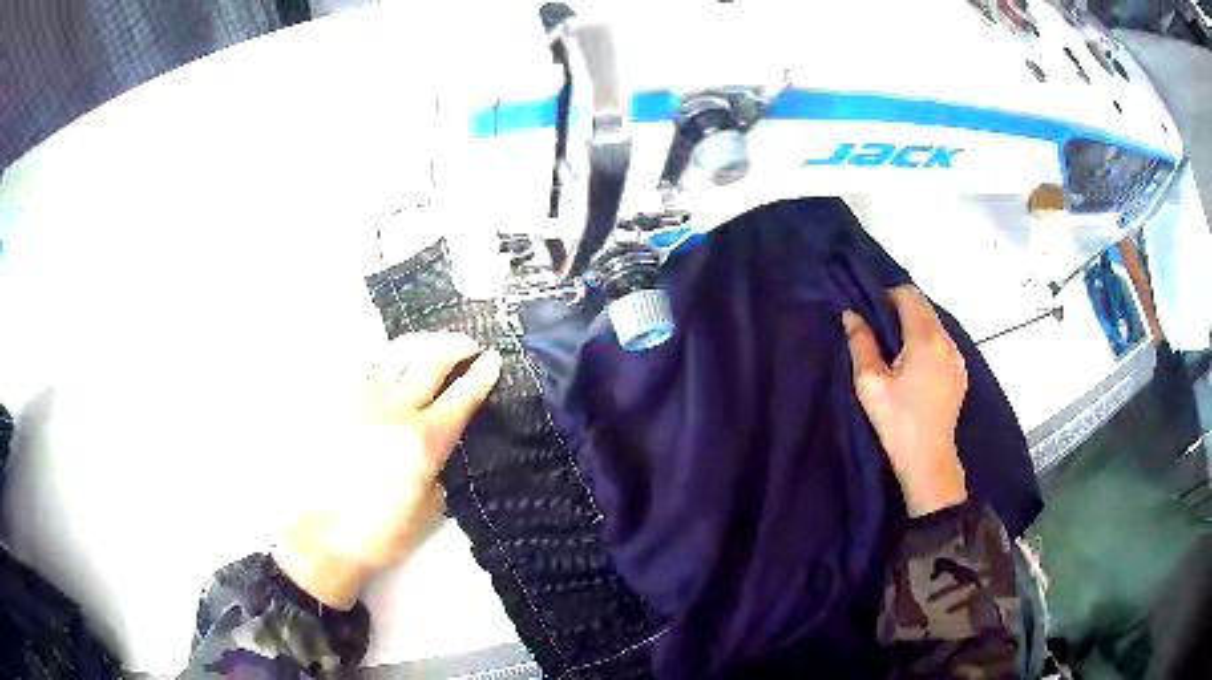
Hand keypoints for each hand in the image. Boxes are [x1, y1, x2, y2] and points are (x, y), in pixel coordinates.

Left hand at [273, 333, 501, 607]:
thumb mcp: (430, 509)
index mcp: (424, 440)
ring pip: (396, 353)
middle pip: (431, 361)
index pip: (462, 396)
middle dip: (456, 347)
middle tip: (469, 345)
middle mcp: (394, 409)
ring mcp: (360, 399)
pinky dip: (385, 357)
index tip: (493, 359)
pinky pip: (363, 365)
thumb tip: (443, 447)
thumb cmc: (381, 532)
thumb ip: (441, 470)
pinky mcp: (334, 401)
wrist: (324, 535)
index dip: (481, 375)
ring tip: (432, 345)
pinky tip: (390, 361)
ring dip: (422, 344)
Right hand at [842, 286, 968, 517]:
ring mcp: (957, 357)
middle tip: (878, 332)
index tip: (871, 312)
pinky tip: (915, 369)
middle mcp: (946, 341)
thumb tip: (851, 314)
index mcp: (925, 339)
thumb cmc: (897, 422)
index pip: (909, 295)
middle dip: (901, 310)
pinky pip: (943, 344)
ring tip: (895, 352)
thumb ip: (861, 343)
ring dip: (915, 327)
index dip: (888, 295)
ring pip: (935, 325)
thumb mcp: (871, 384)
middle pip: (924, 308)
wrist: (928, 460)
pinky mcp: (960, 373)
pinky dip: (927, 344)